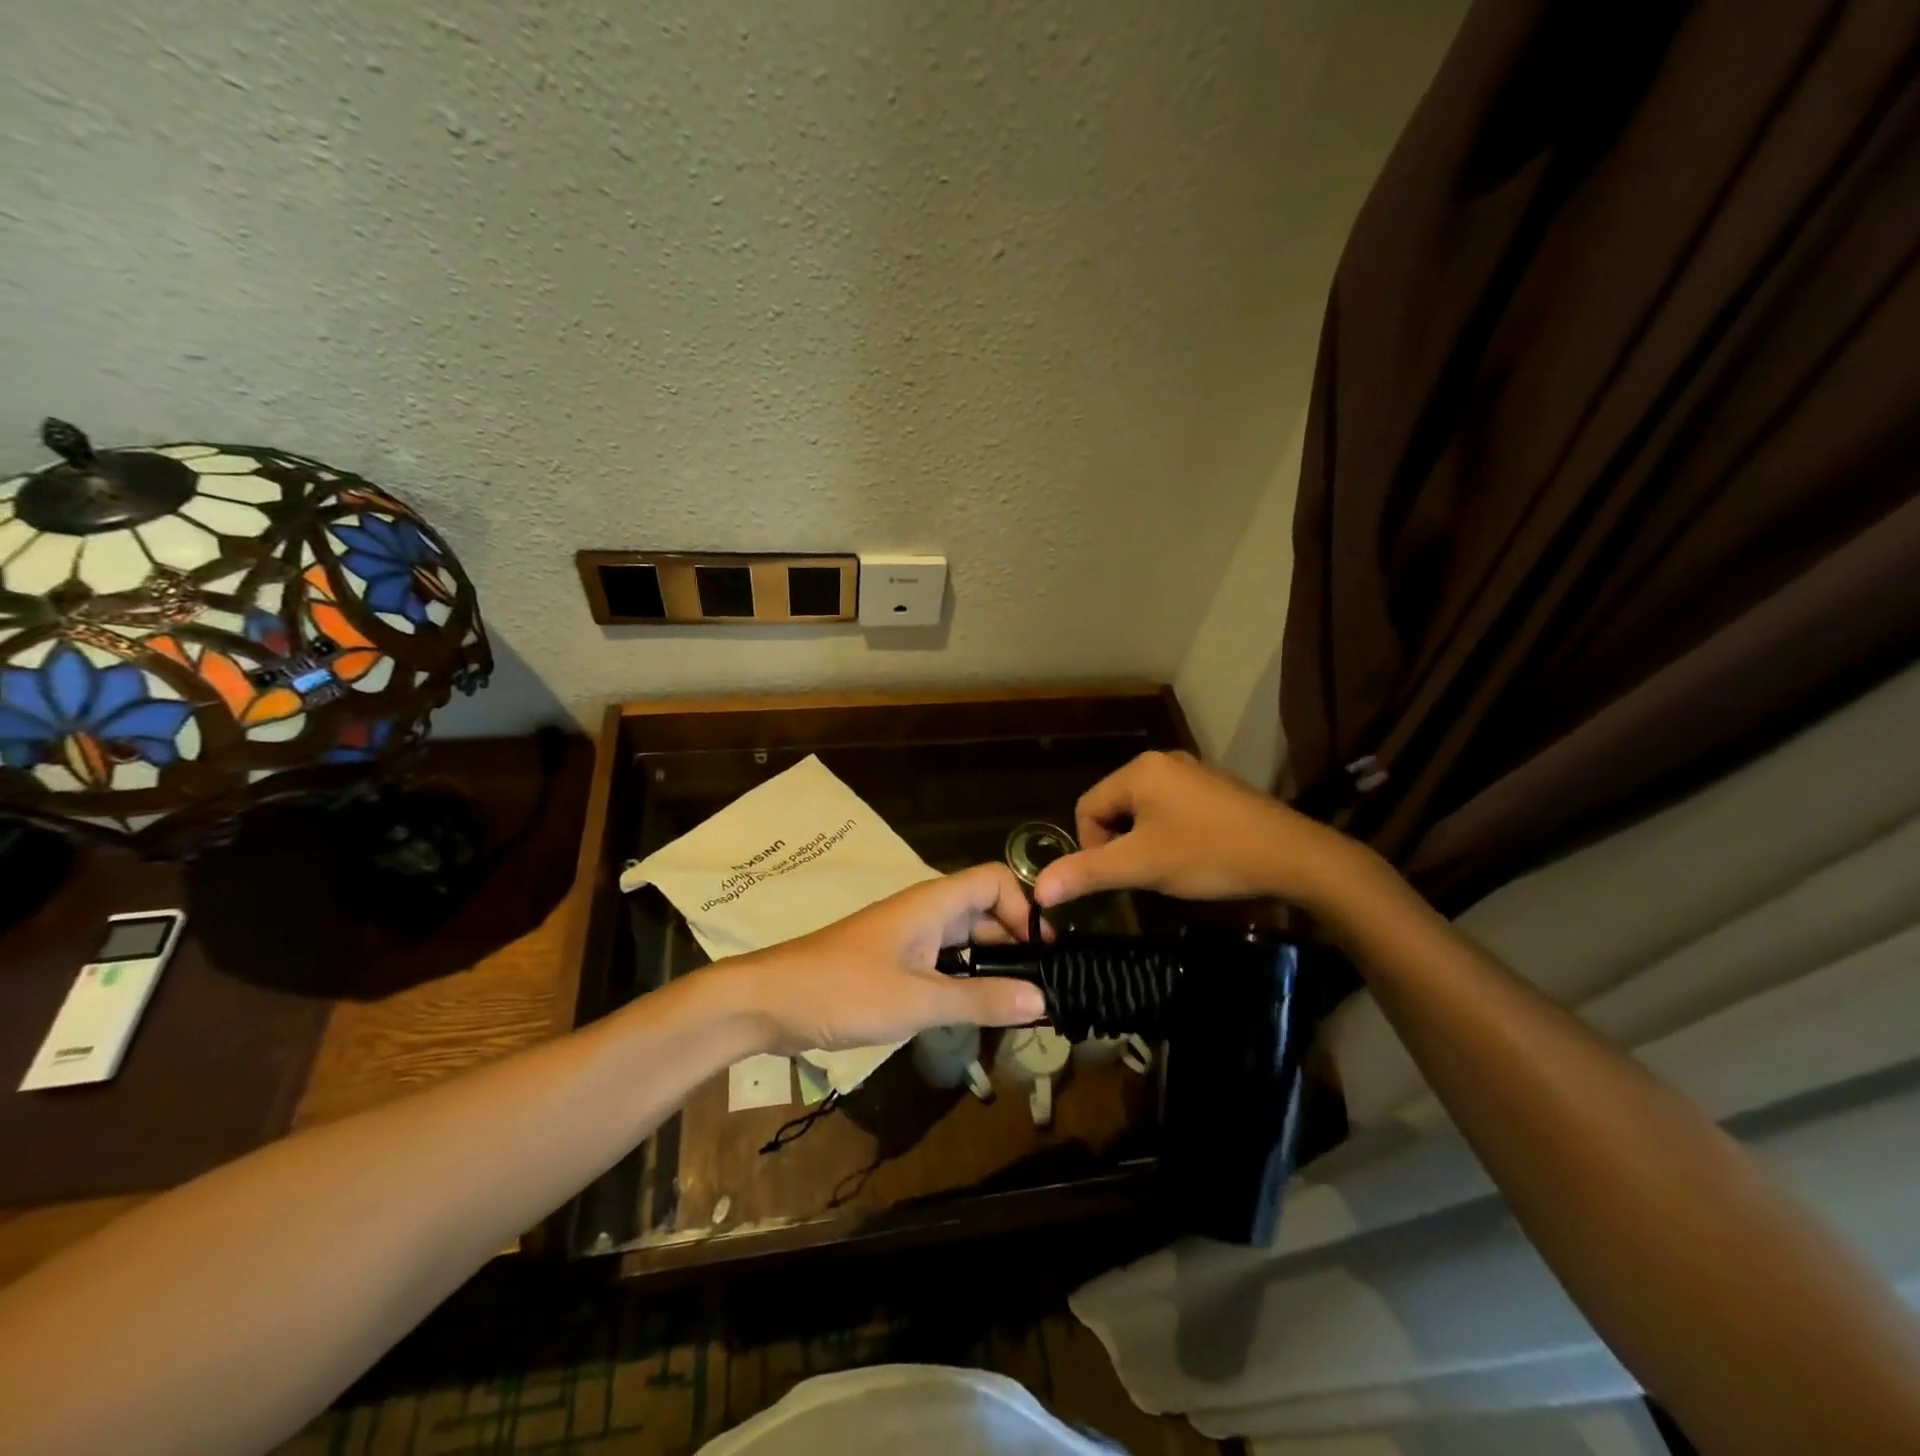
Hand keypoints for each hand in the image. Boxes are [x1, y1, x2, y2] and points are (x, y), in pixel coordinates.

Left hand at [724, 864, 1048, 1052]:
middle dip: (1016, 941)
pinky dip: (965, 978)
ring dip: (992, 962)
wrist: (770, 1001)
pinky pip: (943, 961)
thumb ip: (980, 999)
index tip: (1045, 953)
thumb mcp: (918, 1001)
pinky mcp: (893, 962)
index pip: (995, 881)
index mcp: (933, 904)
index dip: (1026, 908)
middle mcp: (924, 912)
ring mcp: (907, 937)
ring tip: (1020, 1002)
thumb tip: (1043, 998)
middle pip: (984, 910)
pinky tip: (975, 1009)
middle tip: (1044, 985)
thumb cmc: (844, 991)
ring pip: (964, 938)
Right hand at [1032, 749, 1358, 909]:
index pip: (1087, 807)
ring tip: (1170, 868)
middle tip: (1145, 874)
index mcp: (1140, 770)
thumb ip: (1086, 873)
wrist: (1294, 857)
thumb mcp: (1141, 866)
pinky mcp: (1215, 790)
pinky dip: (1171, 835)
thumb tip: (1038, 890)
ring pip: (1143, 811)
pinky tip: (1194, 856)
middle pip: (1114, 807)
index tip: (1123, 874)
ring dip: (1145, 842)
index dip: (1093, 847)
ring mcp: (1193, 773)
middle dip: (1121, 844)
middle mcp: (1163, 762)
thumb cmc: (1209, 854)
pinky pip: (1172, 810)